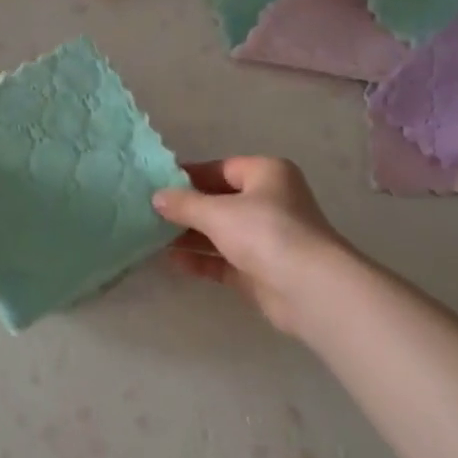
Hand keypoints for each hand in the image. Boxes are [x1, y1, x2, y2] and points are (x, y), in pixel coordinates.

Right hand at [152, 157, 352, 335]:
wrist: (309, 289)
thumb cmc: (266, 233)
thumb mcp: (218, 212)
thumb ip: (184, 204)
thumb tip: (156, 197)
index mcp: (267, 174)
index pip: (221, 168)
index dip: (188, 176)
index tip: (155, 186)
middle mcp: (270, 202)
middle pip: (219, 201)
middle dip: (186, 209)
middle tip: (148, 213)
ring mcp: (266, 238)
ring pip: (220, 232)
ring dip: (189, 236)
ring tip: (151, 237)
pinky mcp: (260, 270)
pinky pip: (224, 260)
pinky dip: (201, 260)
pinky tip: (172, 261)